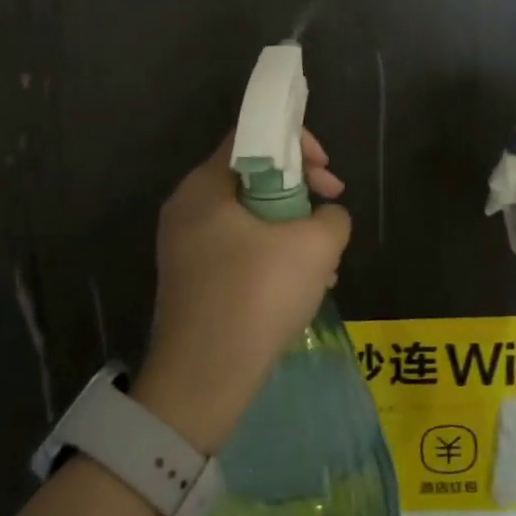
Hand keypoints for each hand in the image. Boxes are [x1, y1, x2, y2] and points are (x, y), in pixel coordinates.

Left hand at [134, 131, 352, 453]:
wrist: (202, 380)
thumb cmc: (257, 296)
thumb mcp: (316, 246)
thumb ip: (332, 217)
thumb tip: (326, 217)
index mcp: (204, 185)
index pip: (250, 136)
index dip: (296, 143)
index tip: (326, 173)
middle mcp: (186, 208)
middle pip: (251, 177)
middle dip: (299, 192)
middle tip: (328, 214)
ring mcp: (183, 247)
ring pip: (248, 219)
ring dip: (290, 231)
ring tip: (323, 262)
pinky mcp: (190, 281)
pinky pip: (236, 251)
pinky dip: (269, 257)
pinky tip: (300, 288)